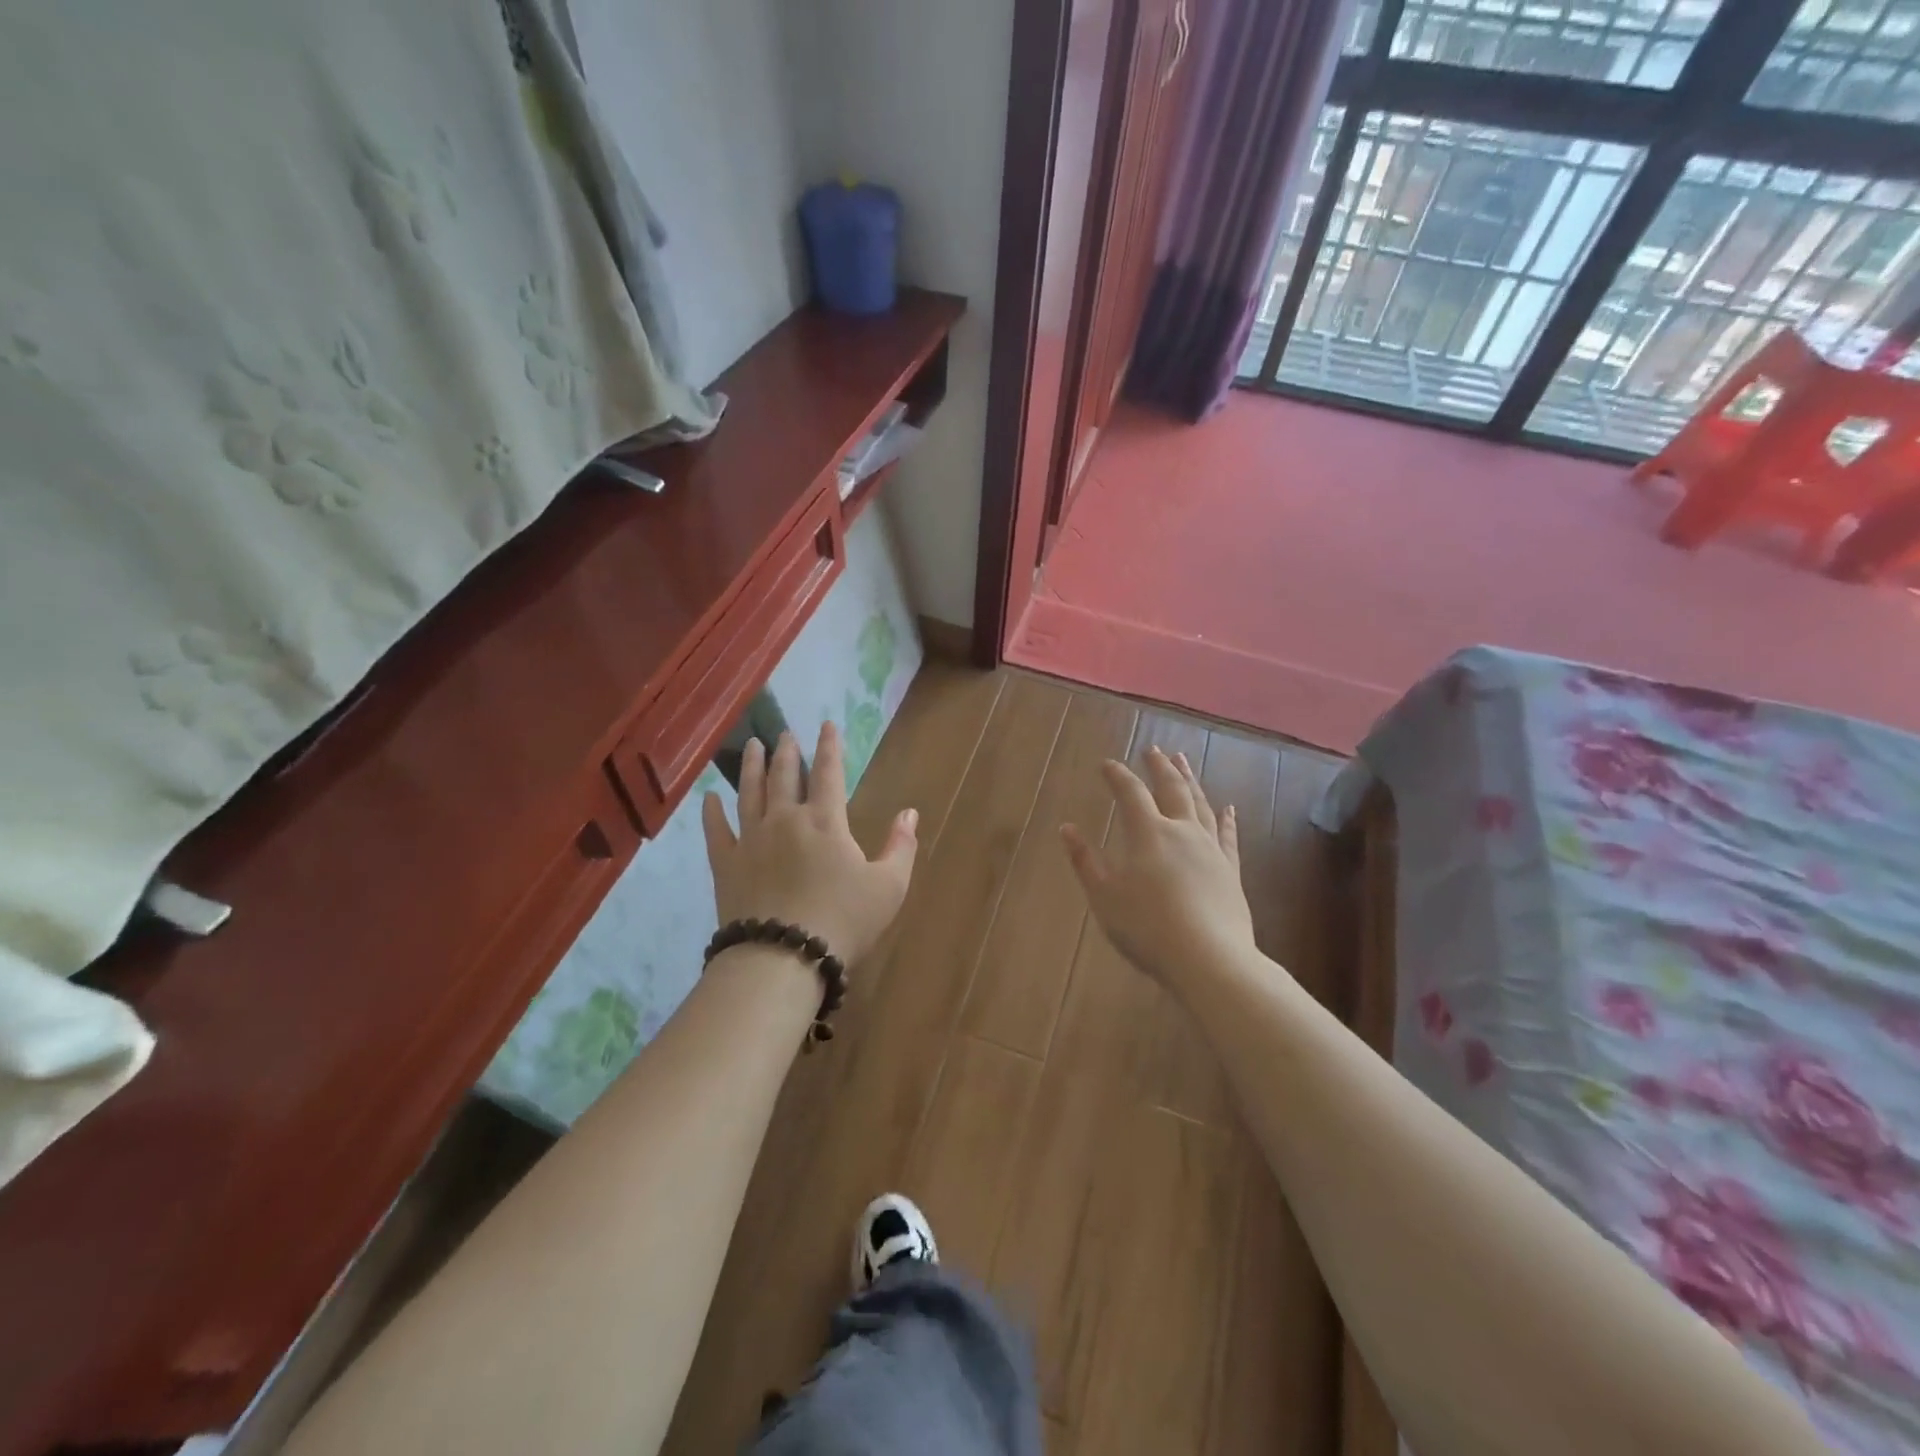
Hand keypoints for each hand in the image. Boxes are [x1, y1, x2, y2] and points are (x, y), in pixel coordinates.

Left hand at [701, 724, 917, 967]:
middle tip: (785, 733)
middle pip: (784, 776)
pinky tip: (710, 797)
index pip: (828, 772)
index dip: (829, 746)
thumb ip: (901, 846)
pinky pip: (717, 831)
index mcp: (826, 821)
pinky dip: (713, 812)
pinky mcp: (726, 865)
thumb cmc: (843, 921)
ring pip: (750, 793)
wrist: (783, 958)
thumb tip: (910, 812)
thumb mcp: (889, 886)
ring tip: (754, 746)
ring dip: (753, 767)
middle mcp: (785, 820)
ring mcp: (751, 840)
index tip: (826, 724)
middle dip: (787, 751)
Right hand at [1061, 748, 1256, 995]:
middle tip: (1153, 749)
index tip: (1107, 763)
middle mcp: (1182, 831)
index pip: (1130, 793)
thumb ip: (1085, 861)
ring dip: (1190, 780)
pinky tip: (1228, 807)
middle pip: (1171, 788)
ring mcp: (1210, 849)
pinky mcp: (1230, 870)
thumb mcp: (1105, 897)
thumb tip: (1067, 828)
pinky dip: (1227, 818)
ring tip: (1184, 762)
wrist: (1209, 959)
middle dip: (1159, 766)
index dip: (1117, 776)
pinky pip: (1228, 835)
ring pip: (1201, 804)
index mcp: (1148, 834)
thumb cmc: (1147, 928)